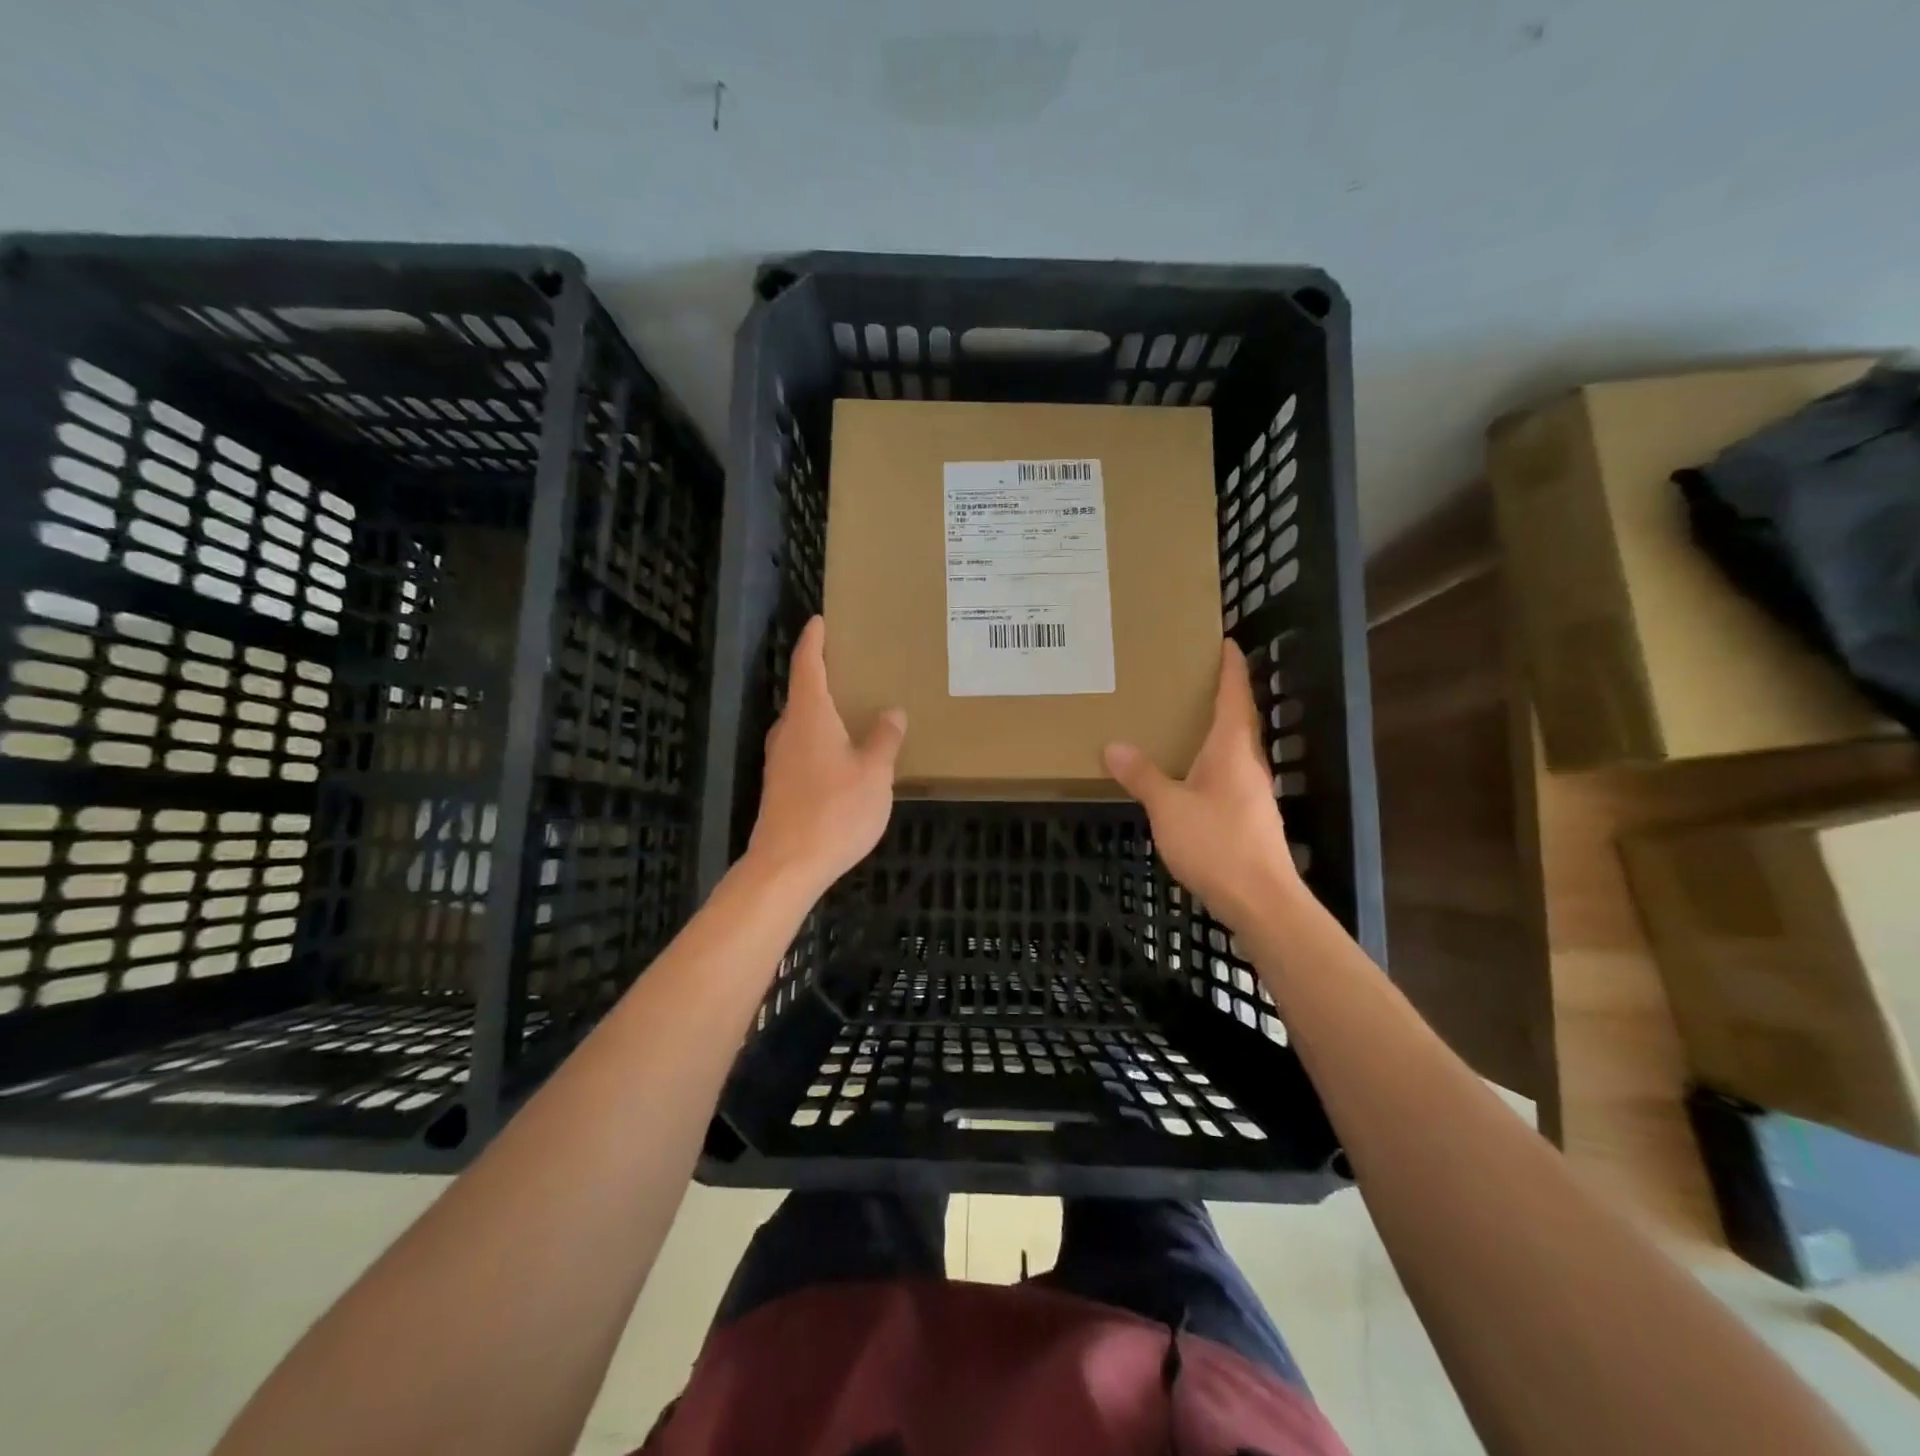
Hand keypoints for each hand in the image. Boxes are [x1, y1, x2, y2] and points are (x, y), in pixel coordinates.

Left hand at [746, 616, 906, 895]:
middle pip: (802, 692)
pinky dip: (820, 736)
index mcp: (809, 717)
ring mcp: (779, 760)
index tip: (820, 620)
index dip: (814, 641)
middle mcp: (788, 731)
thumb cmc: (835, 811)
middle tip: (850, 664)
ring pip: (801, 722)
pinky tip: (841, 752)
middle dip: (822, 674)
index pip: (808, 665)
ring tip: (850, 706)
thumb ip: (884, 740)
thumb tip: (892, 711)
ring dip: (822, 708)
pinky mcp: (780, 785)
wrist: (787, 866)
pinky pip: (802, 746)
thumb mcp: (874, 774)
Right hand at [1103, 639, 1298, 928]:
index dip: (1231, 666)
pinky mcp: (1249, 815)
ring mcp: (1252, 790)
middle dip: (1222, 693)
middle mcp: (1248, 762)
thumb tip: (1113, 746)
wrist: (1261, 899)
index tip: (1225, 640)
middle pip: (1239, 717)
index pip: (1235, 694)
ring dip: (1216, 727)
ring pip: (1234, 746)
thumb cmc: (1217, 843)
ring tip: (1184, 719)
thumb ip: (1142, 775)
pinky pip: (1229, 772)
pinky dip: (1211, 759)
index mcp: (1232, 748)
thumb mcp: (1169, 808)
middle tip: (1192, 676)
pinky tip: (1189, 772)